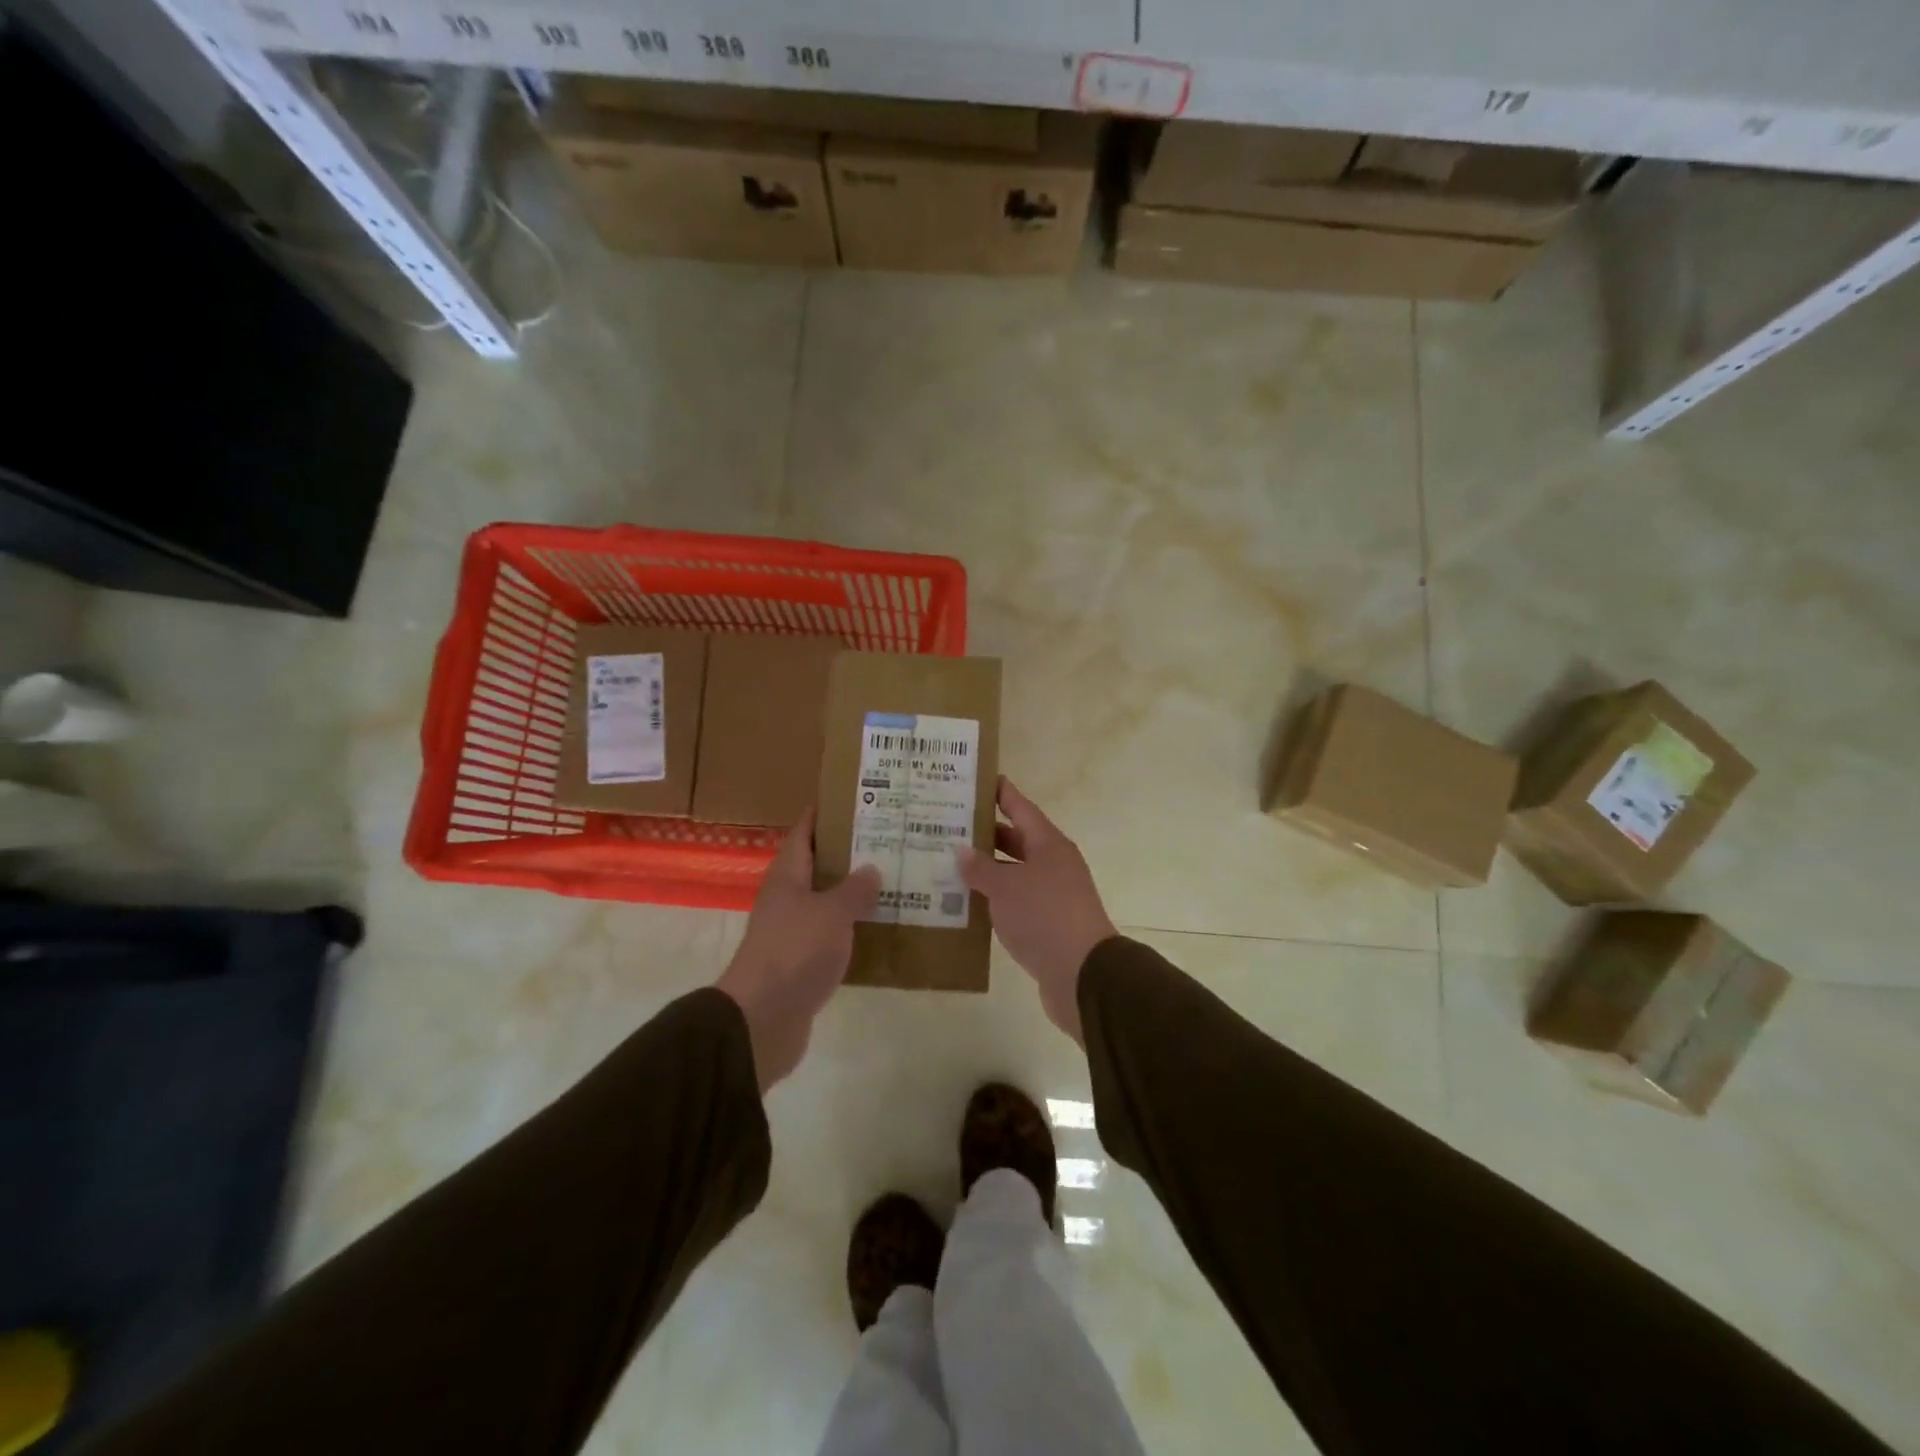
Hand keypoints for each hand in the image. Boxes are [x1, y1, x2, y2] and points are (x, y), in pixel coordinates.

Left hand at [717, 809, 879, 1090]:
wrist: (762, 1019)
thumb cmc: (794, 952)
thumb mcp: (831, 913)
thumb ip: (854, 889)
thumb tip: (870, 869)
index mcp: (788, 875)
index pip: (805, 831)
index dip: (827, 813)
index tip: (858, 798)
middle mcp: (788, 897)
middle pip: (819, 864)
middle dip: (851, 851)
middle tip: (891, 837)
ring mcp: (794, 930)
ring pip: (828, 900)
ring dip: (856, 890)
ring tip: (895, 877)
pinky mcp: (803, 961)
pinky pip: (833, 933)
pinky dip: (854, 926)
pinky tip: (883, 925)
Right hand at [956, 778, 1116, 1043]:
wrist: (1082, 973)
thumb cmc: (1044, 916)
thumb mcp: (1006, 887)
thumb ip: (981, 868)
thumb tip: (962, 850)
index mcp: (1049, 845)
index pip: (1021, 808)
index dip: (1002, 793)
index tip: (980, 780)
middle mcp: (1054, 865)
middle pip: (1018, 840)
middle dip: (987, 833)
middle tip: (951, 824)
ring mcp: (1052, 895)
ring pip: (1015, 873)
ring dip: (988, 869)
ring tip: (950, 862)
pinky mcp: (1047, 924)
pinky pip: (1016, 901)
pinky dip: (994, 898)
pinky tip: (967, 903)